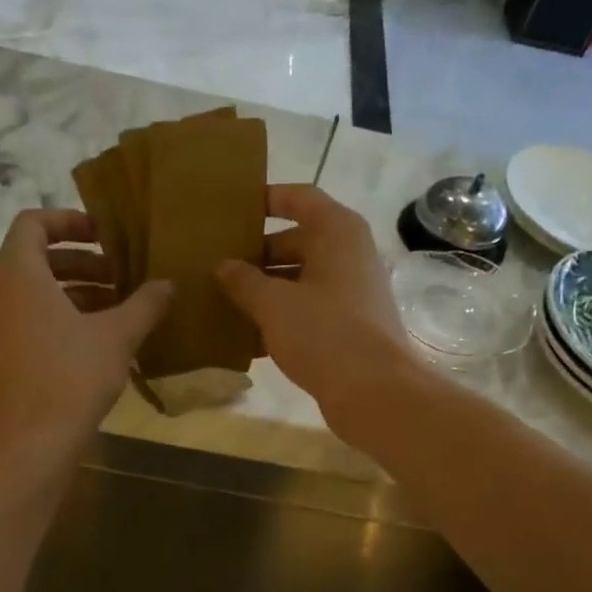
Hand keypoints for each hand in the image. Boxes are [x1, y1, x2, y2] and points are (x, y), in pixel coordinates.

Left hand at [0, 209, 172, 458]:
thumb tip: (168, 283)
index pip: (32, 223)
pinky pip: (29, 322)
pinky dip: (60, 319)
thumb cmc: (71, 378)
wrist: (29, 444)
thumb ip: (144, 303)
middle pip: (36, 259)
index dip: (69, 221)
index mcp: (18, 274)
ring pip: (34, 294)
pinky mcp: (0, 358)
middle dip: (81, 263)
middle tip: (120, 276)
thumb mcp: (117, 336)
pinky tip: (98, 343)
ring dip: (75, 293)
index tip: (104, 235)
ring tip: (117, 310)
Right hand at [216, 184, 422, 436]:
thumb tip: (222, 266)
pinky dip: (281, 318)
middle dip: (256, 255)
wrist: (374, 392)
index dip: (267, 199)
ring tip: (223, 301)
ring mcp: (351, 292)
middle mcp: (349, 255)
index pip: (300, 198)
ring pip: (300, 280)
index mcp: (337, 232)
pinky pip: (308, 311)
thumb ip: (243, 281)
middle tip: (217, 266)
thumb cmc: (324, 333)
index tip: (233, 210)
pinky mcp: (349, 327)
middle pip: (297, 242)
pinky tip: (247, 338)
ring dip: (265, 290)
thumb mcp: (274, 304)